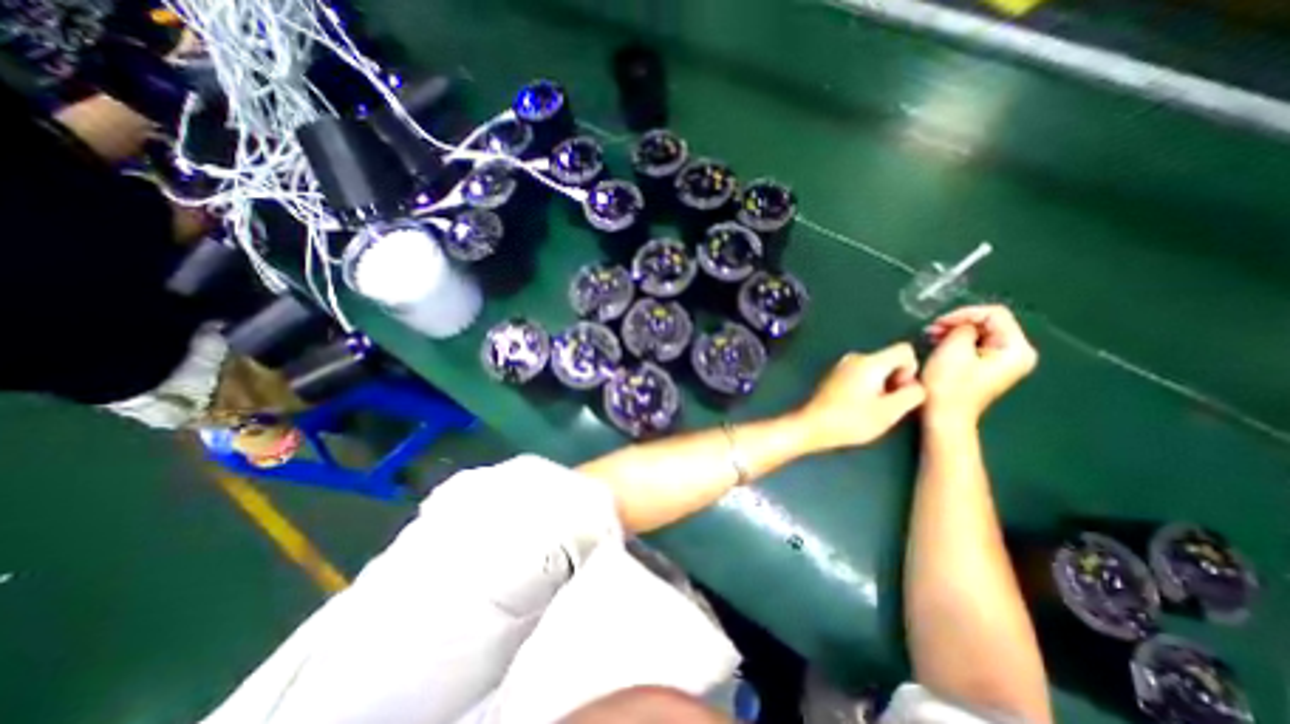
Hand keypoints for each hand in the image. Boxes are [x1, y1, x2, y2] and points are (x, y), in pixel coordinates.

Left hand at [798, 345, 927, 452]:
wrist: (812, 425)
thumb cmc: (851, 420)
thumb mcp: (890, 412)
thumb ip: (912, 394)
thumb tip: (917, 384)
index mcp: (870, 361)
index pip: (905, 350)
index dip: (911, 370)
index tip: (900, 392)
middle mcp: (855, 357)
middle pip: (889, 360)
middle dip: (896, 380)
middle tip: (887, 405)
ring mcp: (842, 365)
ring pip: (875, 369)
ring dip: (881, 386)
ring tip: (872, 408)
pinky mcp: (834, 375)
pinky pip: (860, 374)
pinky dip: (866, 387)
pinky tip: (858, 406)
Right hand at [924, 304, 1041, 425]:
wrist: (944, 417)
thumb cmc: (948, 386)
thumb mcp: (953, 349)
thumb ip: (962, 327)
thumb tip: (962, 324)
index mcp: (1016, 349)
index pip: (994, 314)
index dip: (964, 314)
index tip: (938, 323)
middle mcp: (1017, 354)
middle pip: (989, 323)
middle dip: (959, 323)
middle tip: (933, 330)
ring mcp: (1004, 362)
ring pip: (980, 333)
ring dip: (954, 332)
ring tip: (932, 337)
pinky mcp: (989, 368)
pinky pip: (976, 345)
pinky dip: (957, 342)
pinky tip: (939, 345)